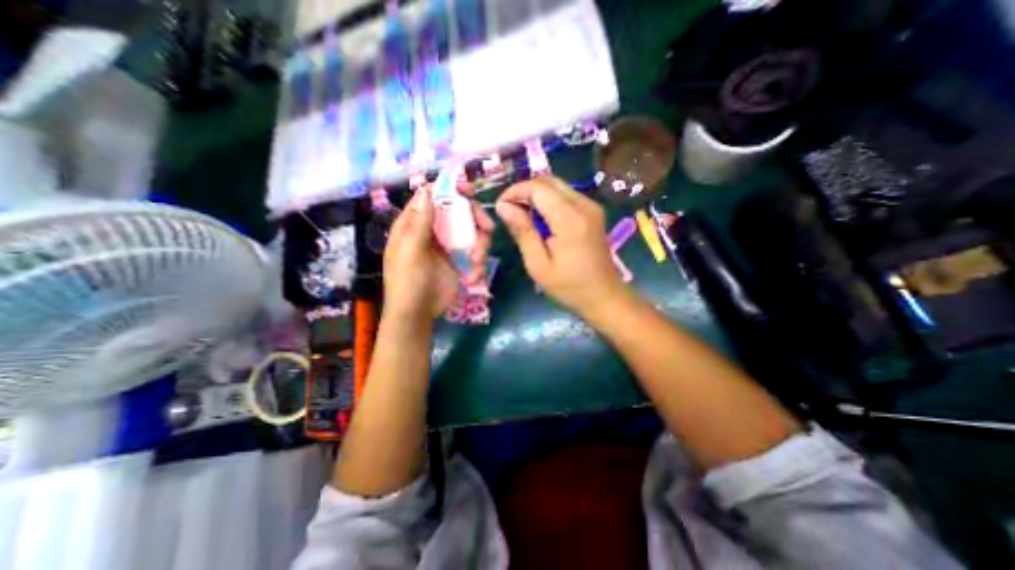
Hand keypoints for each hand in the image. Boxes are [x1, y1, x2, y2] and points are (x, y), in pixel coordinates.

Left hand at [383, 185, 492, 322]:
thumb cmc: (407, 282)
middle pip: (460, 212)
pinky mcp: (460, 261)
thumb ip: (420, 222)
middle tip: (487, 229)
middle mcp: (434, 230)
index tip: (469, 191)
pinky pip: (476, 253)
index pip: (434, 197)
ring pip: (473, 232)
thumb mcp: (410, 251)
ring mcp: (449, 245)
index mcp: (416, 223)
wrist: (417, 313)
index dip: (451, 190)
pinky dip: (479, 264)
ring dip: (480, 245)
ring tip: (477, 261)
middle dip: (476, 219)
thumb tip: (426, 190)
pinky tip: (473, 278)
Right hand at [495, 177, 622, 316]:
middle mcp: (584, 205)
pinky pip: (566, 195)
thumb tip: (503, 206)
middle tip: (510, 210)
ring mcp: (591, 206)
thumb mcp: (538, 264)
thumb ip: (522, 231)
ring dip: (537, 195)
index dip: (515, 191)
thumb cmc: (569, 286)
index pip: (538, 188)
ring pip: (558, 186)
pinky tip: (542, 220)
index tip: (500, 207)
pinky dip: (549, 201)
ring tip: (523, 216)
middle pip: (548, 181)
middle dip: (525, 190)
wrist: (604, 295)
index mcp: (570, 219)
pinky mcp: (593, 211)